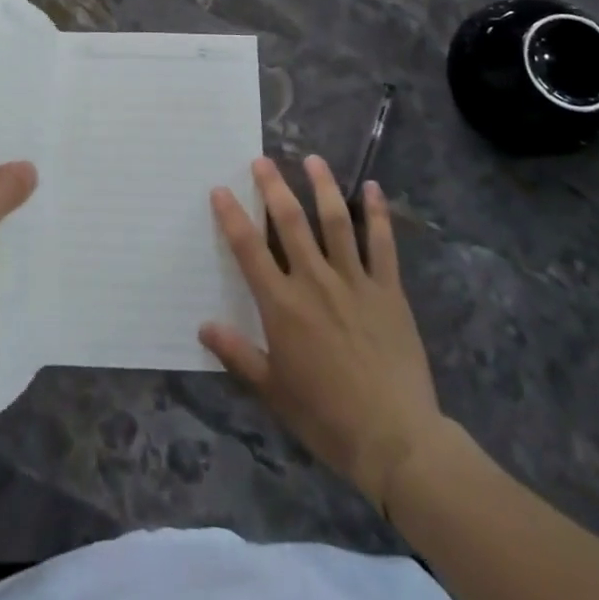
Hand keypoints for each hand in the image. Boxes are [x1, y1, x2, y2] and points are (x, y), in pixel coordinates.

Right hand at [201, 156, 444, 508]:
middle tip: (262, 159)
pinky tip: (374, 188)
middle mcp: (314, 282)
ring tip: (312, 159)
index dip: (232, 216)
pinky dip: (377, 214)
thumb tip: (203, 326)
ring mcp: (354, 282)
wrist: (396, 440)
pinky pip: (382, 244)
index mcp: (283, 305)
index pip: (249, 249)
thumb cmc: (326, 417)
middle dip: (274, 186)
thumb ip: (238, 354)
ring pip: (335, 222)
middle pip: (290, 222)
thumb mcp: (273, 391)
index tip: (220, 189)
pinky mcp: (388, 290)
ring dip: (323, 186)